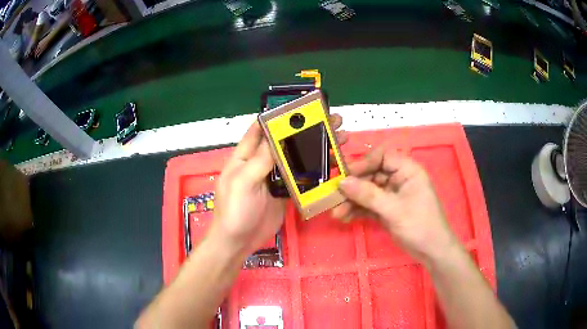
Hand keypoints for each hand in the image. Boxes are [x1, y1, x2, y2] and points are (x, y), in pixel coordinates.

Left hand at [209, 114, 347, 256]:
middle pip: (284, 141)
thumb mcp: (243, 182)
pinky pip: (301, 177)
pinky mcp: (284, 191)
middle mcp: (260, 162)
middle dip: (305, 130)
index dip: (278, 116)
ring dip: (314, 148)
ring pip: (296, 158)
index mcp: (245, 155)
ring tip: (338, 139)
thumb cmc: (234, 211)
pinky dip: (315, 169)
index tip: (301, 107)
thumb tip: (277, 134)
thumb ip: (260, 159)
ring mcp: (274, 177)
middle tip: (330, 120)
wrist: (239, 242)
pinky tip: (331, 163)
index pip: (261, 129)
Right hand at [332, 145, 458, 266]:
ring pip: (367, 191)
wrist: (431, 252)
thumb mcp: (394, 210)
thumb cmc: (420, 226)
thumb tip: (342, 182)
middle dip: (353, 187)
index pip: (383, 157)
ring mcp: (392, 195)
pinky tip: (345, 217)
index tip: (346, 175)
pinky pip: (369, 205)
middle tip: (335, 197)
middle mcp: (399, 179)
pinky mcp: (387, 209)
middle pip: (371, 175)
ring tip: (337, 213)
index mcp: (407, 171)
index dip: (364, 163)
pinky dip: (357, 210)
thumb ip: (368, 195)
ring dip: (352, 201)